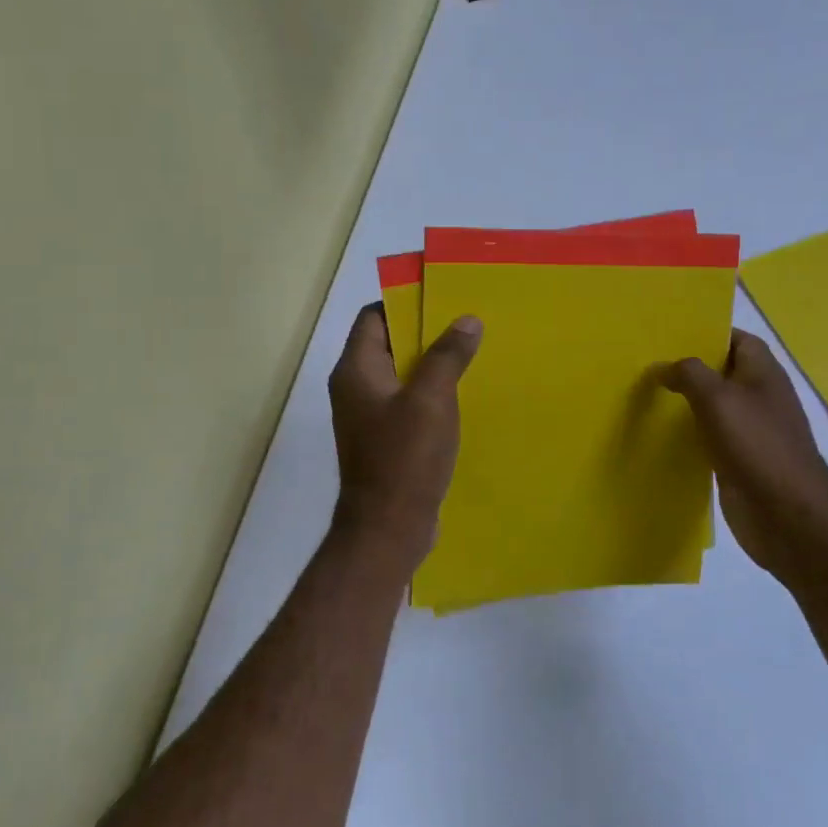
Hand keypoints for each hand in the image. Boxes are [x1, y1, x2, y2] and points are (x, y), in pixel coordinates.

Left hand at [328, 304, 481, 570]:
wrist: (387, 529)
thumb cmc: (405, 457)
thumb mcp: (431, 399)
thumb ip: (447, 355)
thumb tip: (466, 319)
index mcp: (356, 370)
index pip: (374, 316)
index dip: (405, 302)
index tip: (443, 298)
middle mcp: (355, 387)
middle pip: (388, 343)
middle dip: (426, 332)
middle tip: (467, 325)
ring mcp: (368, 416)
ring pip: (401, 374)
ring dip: (431, 364)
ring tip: (472, 355)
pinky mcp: (384, 439)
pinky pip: (407, 402)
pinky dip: (430, 394)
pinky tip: (462, 397)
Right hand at [660, 329, 827, 584]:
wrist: (788, 515)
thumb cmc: (757, 445)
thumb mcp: (718, 398)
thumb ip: (689, 374)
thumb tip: (663, 366)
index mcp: (763, 373)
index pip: (736, 339)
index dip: (707, 332)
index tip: (669, 333)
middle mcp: (759, 396)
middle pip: (721, 372)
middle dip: (688, 367)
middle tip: (647, 362)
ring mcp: (750, 431)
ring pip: (713, 406)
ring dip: (685, 402)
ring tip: (646, 393)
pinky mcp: (738, 460)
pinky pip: (709, 438)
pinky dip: (688, 434)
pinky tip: (659, 435)